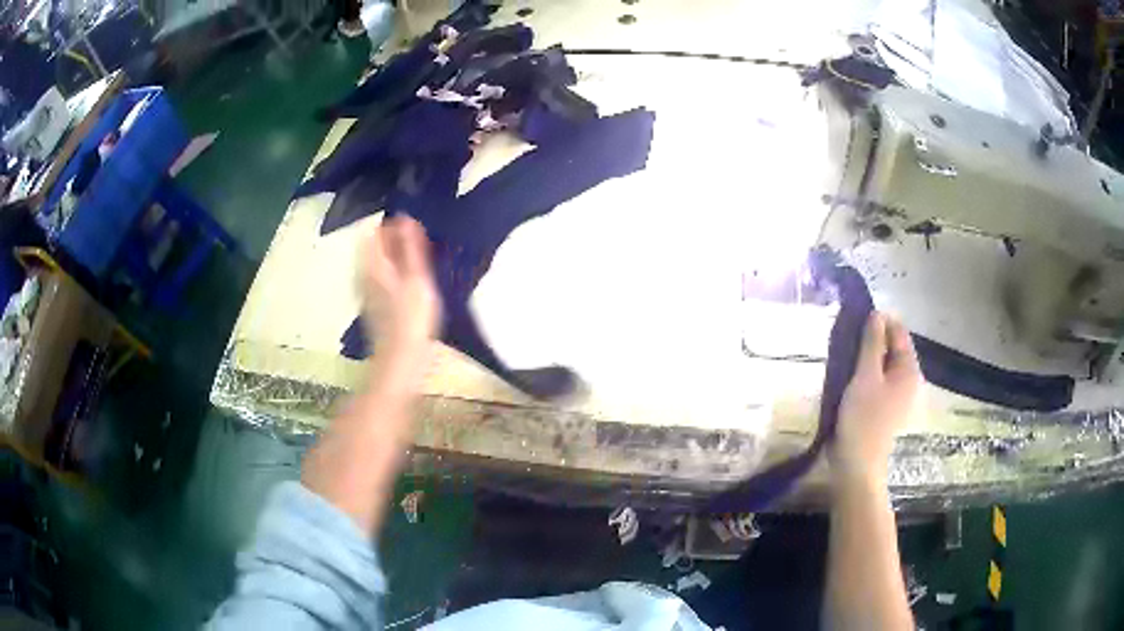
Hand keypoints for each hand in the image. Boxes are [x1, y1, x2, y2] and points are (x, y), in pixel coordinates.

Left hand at [360, 216, 440, 374]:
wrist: (399, 361)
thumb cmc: (411, 319)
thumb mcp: (417, 279)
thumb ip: (411, 248)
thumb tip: (405, 218)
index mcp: (372, 264)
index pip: (374, 230)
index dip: (392, 222)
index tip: (413, 224)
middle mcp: (364, 274)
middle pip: (373, 245)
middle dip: (393, 237)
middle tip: (419, 239)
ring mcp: (366, 290)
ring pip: (376, 261)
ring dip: (394, 254)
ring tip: (417, 257)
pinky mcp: (373, 304)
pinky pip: (380, 276)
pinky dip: (393, 271)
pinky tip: (409, 280)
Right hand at [830, 312, 922, 484]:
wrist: (857, 466)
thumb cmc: (863, 419)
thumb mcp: (865, 376)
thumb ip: (872, 344)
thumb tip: (876, 314)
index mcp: (909, 371)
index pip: (899, 332)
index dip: (880, 321)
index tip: (856, 316)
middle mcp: (909, 381)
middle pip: (893, 349)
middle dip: (872, 340)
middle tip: (847, 337)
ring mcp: (897, 397)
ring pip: (883, 366)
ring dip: (867, 358)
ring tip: (846, 355)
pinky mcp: (884, 409)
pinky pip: (878, 381)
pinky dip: (866, 374)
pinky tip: (849, 377)